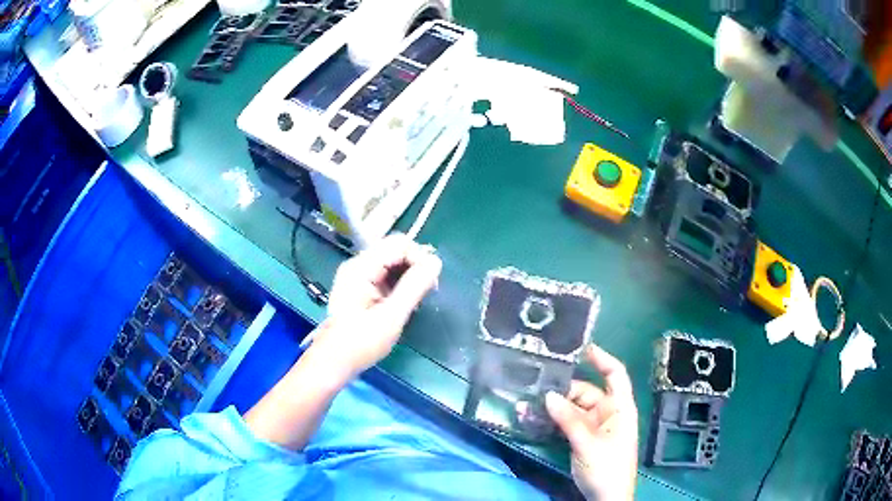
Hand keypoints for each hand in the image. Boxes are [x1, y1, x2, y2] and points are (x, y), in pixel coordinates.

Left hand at [319, 234, 441, 374]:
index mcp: (361, 267)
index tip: (431, 284)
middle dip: (416, 266)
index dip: (420, 258)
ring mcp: (358, 274)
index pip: (399, 244)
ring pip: (393, 261)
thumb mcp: (391, 316)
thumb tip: (436, 262)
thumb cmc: (361, 342)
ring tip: (416, 300)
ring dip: (409, 276)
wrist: (334, 361)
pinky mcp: (361, 286)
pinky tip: (404, 302)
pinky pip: (386, 274)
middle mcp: (358, 264)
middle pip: (396, 250)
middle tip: (427, 292)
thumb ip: (414, 287)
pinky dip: (400, 284)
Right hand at [546, 344, 637, 500]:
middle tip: (536, 388)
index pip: (615, 375)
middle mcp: (607, 413)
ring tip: (527, 405)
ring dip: (552, 407)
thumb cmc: (607, 468)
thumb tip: (548, 395)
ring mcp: (594, 427)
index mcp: (620, 408)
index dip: (602, 358)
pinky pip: (566, 423)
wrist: (606, 497)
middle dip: (563, 390)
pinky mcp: (582, 439)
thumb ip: (569, 419)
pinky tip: (532, 419)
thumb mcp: (588, 443)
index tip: (581, 347)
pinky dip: (551, 421)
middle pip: (586, 392)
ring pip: (572, 409)